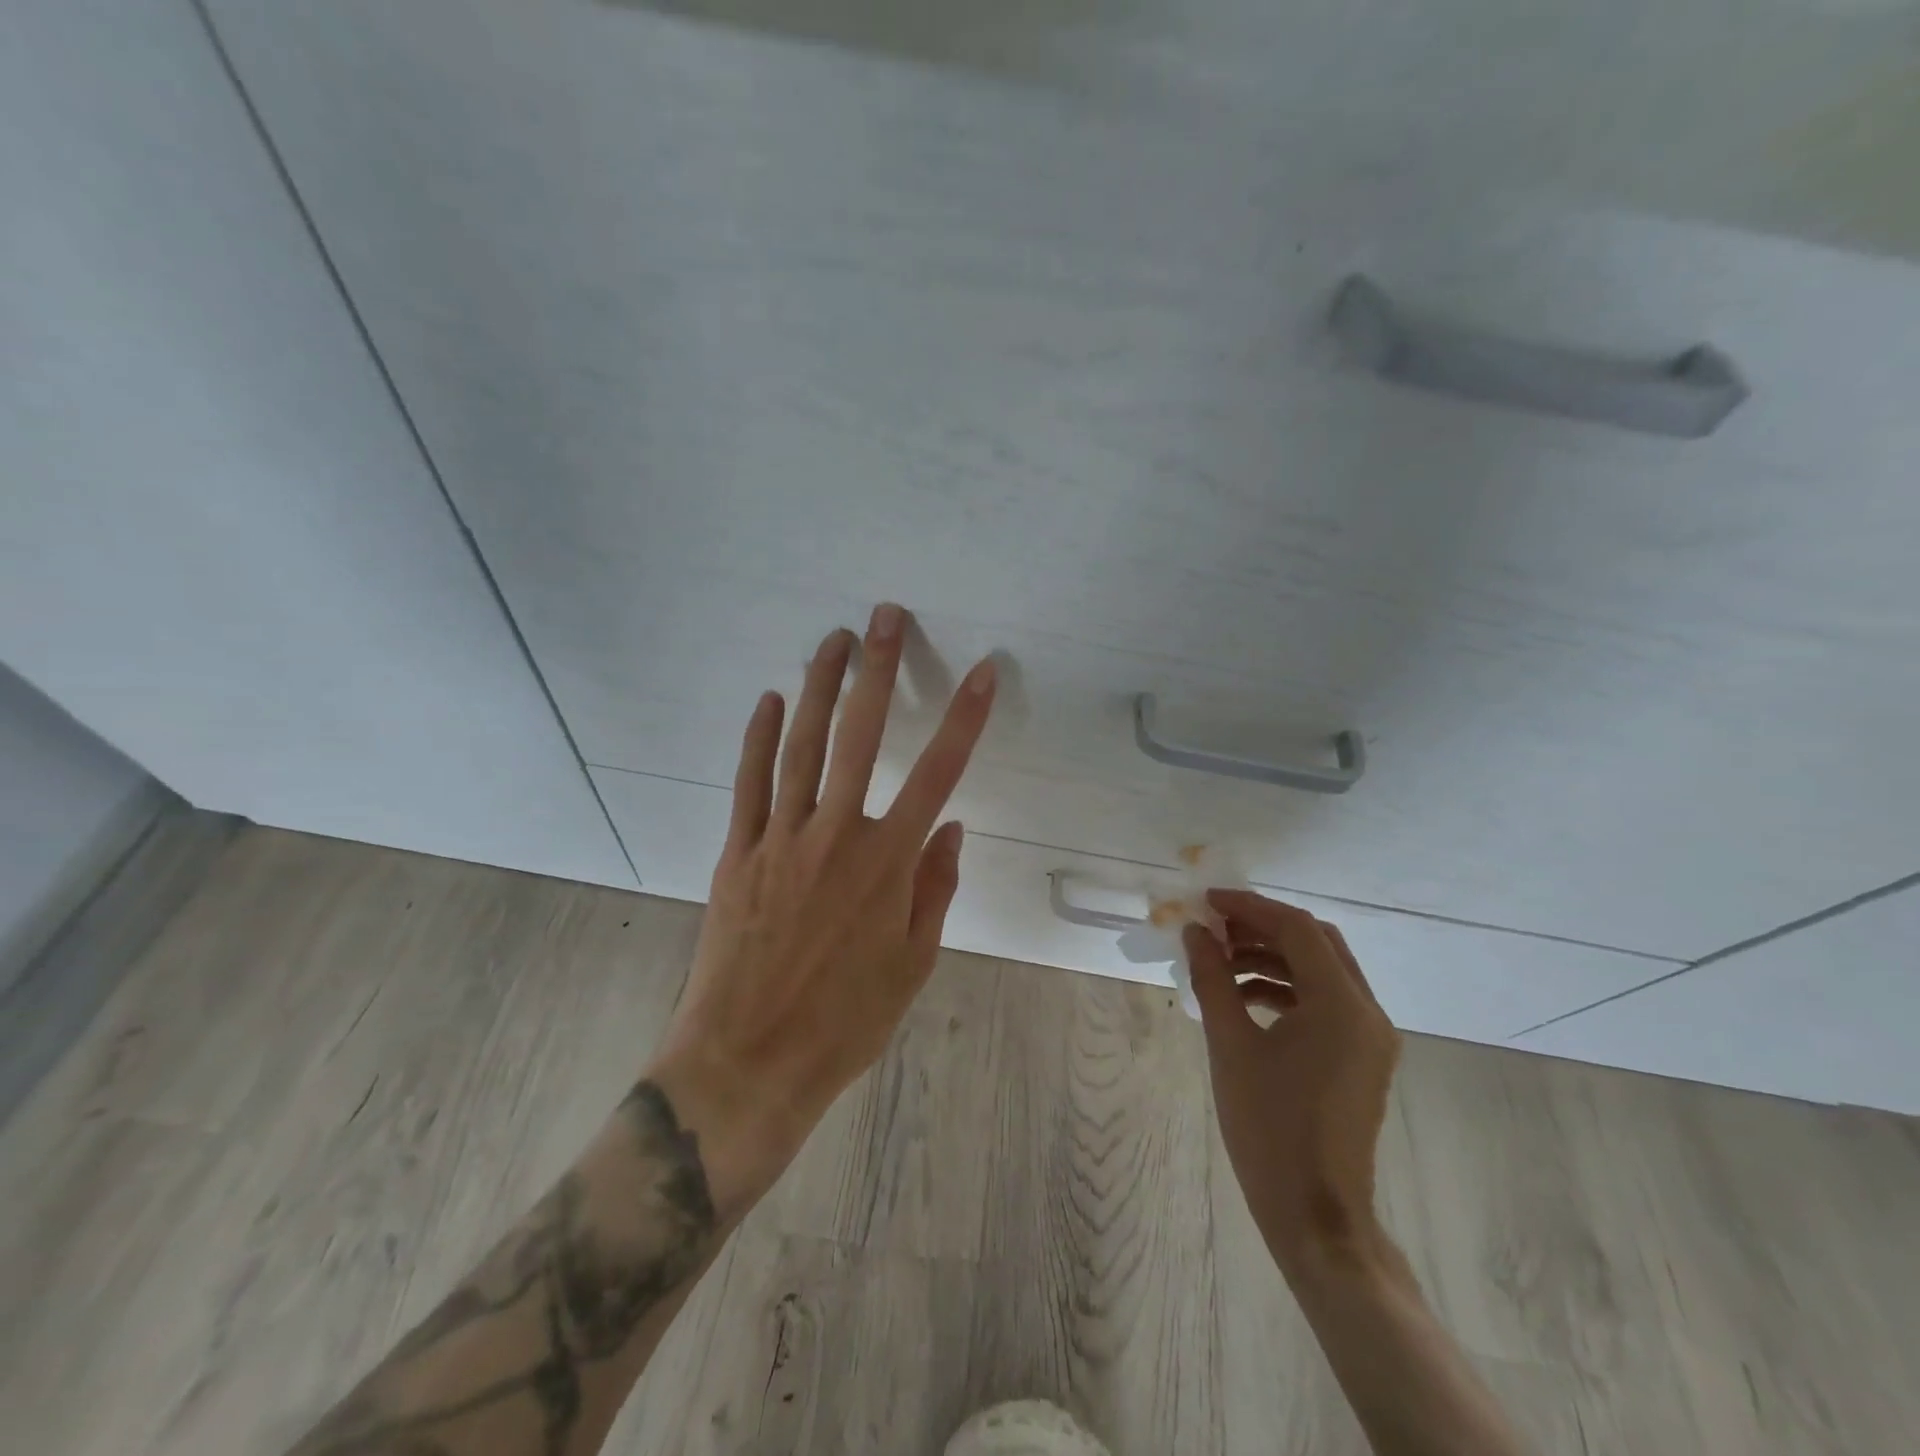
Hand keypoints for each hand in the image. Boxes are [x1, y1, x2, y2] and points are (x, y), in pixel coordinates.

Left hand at [649, 604, 996, 1216]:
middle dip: (876, 671)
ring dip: (818, 687)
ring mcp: (781, 839)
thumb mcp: (913, 964)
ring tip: (831, 640)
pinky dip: (758, 738)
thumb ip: (934, 888)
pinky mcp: (739, 852)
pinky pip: (750, 783)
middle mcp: (837, 836)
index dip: (965, 719)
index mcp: (888, 864)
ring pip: (801, 746)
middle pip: (860, 737)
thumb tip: (952, 828)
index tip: (984, 673)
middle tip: (884, 618)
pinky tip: (767, 700)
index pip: (939, 774)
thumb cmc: (845, 1020)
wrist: (749, 1060)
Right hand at [1184, 891, 1400, 1271]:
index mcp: (1342, 1005)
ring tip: (1221, 960)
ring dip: (1272, 956)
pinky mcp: (1361, 1057)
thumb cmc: (1268, 1128)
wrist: (1315, 1217)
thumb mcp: (1230, 1045)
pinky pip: (1324, 1001)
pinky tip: (1243, 996)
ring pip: (1321, 970)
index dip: (1249, 906)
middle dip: (1263, 926)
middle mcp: (1367, 1012)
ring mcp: (1369, 1037)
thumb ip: (1213, 979)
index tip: (1206, 901)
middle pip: (1317, 942)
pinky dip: (1284, 986)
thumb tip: (1195, 932)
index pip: (1297, 928)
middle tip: (1215, 926)